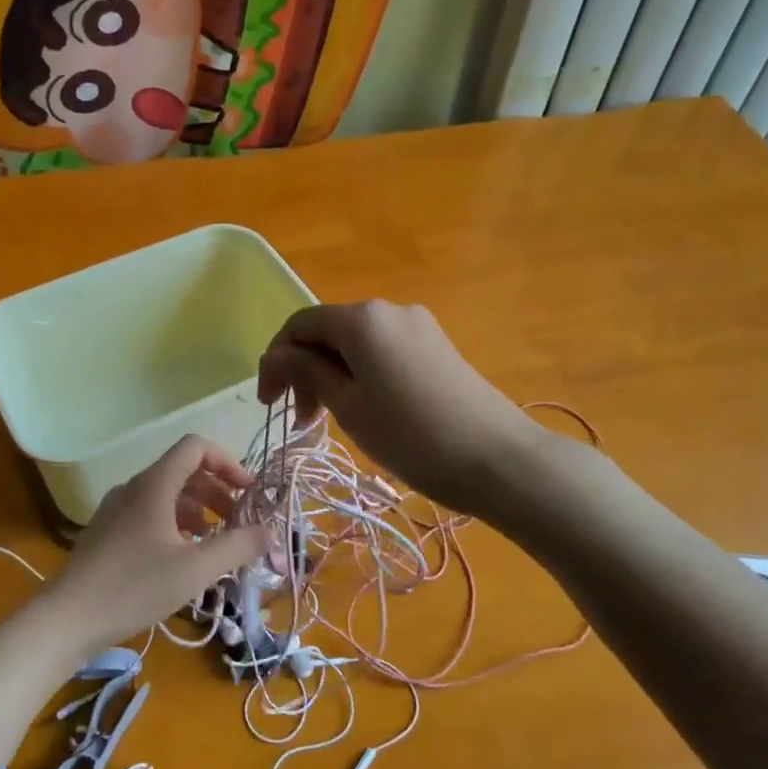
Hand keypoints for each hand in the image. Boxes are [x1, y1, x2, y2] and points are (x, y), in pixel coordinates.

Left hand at [40, 435, 267, 654]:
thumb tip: (269, 531)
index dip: (228, 462)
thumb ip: (236, 546)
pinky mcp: (109, 532)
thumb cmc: (134, 587)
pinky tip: (184, 558)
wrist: (67, 618)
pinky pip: (151, 514)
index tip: (249, 493)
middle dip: (219, 492)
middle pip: (185, 471)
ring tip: (217, 544)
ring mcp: (118, 509)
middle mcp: (135, 487)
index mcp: (155, 484)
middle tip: (240, 523)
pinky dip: (176, 525)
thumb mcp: (195, 569)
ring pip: (168, 495)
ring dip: (199, 511)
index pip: (196, 447)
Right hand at [256, 301, 536, 515]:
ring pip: (356, 345)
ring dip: (332, 376)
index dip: (275, 360)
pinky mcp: (437, 347)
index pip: (299, 324)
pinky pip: (383, 353)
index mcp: (362, 318)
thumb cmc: (410, 434)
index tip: (268, 404)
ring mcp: (418, 327)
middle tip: (302, 421)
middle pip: (328, 332)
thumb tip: (277, 355)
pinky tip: (366, 410)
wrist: (499, 458)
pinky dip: (361, 376)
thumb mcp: (347, 405)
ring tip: (330, 420)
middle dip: (304, 371)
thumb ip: (306, 372)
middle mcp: (389, 310)